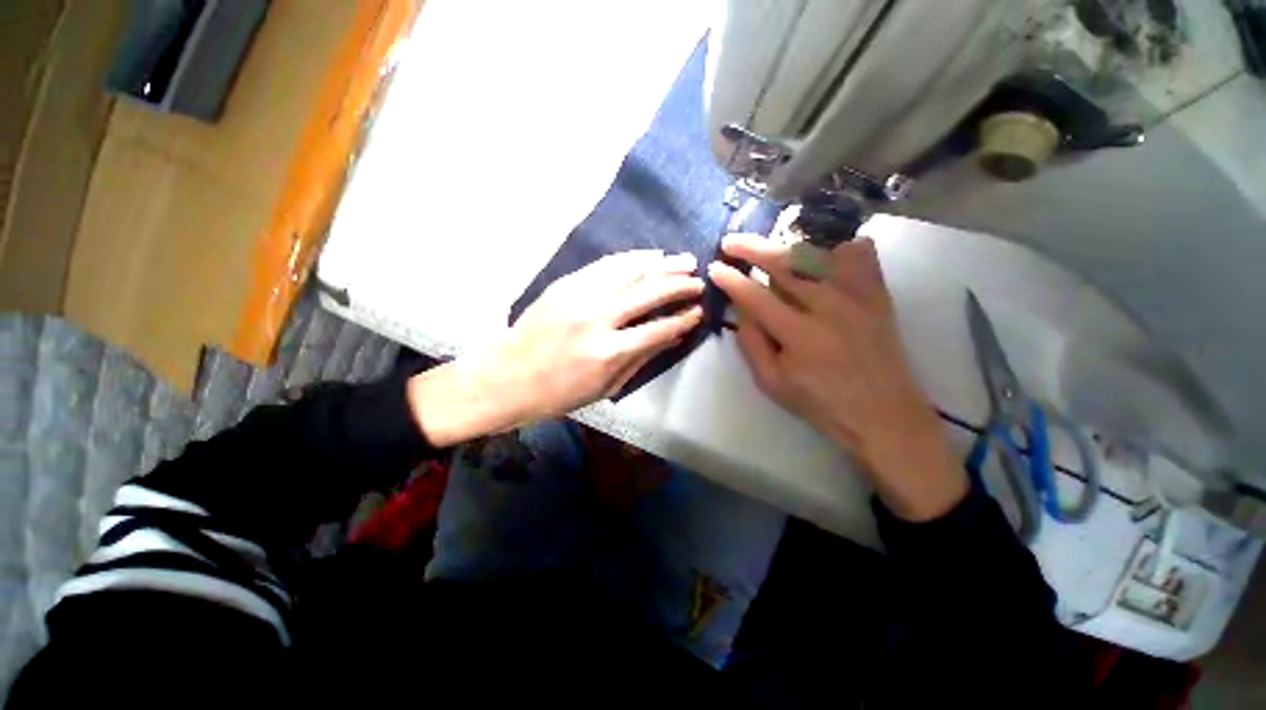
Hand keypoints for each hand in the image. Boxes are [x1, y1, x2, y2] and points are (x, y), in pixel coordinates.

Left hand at [409, 250, 703, 446]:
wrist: (505, 377)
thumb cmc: (558, 394)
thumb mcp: (606, 387)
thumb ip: (642, 358)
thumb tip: (674, 336)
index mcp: (608, 353)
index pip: (658, 328)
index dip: (683, 318)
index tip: (699, 311)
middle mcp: (596, 319)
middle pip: (648, 292)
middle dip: (679, 284)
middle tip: (699, 279)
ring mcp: (578, 296)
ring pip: (629, 271)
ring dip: (661, 264)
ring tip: (684, 261)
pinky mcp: (564, 284)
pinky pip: (605, 264)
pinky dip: (631, 258)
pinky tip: (649, 255)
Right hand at [709, 234, 965, 520]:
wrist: (884, 415)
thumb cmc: (821, 404)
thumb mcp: (771, 383)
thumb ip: (751, 343)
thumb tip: (740, 309)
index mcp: (800, 334)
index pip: (755, 296)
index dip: (731, 280)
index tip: (715, 268)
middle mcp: (829, 306)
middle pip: (784, 264)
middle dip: (752, 248)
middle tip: (730, 243)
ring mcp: (858, 296)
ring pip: (817, 253)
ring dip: (786, 246)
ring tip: (768, 248)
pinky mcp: (878, 295)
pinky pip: (859, 254)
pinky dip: (837, 248)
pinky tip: (822, 255)